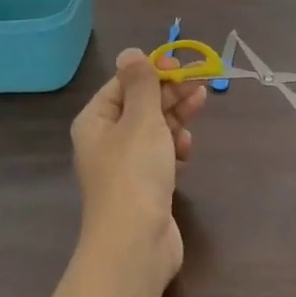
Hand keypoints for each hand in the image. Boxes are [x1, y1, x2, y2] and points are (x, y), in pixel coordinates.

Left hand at [70, 48, 206, 290]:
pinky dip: (174, 149)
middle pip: (140, 106)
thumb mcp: (140, 119)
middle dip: (169, 94)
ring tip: (200, 106)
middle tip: (200, 86)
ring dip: (176, 118)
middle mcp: (105, 141)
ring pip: (153, 130)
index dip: (151, 73)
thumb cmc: (135, 173)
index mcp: (95, 121)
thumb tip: (130, 52)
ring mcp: (125, 167)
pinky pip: (160, 156)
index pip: (122, 84)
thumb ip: (141, 84)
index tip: (181, 67)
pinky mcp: (144, 188)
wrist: (135, 244)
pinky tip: (187, 150)